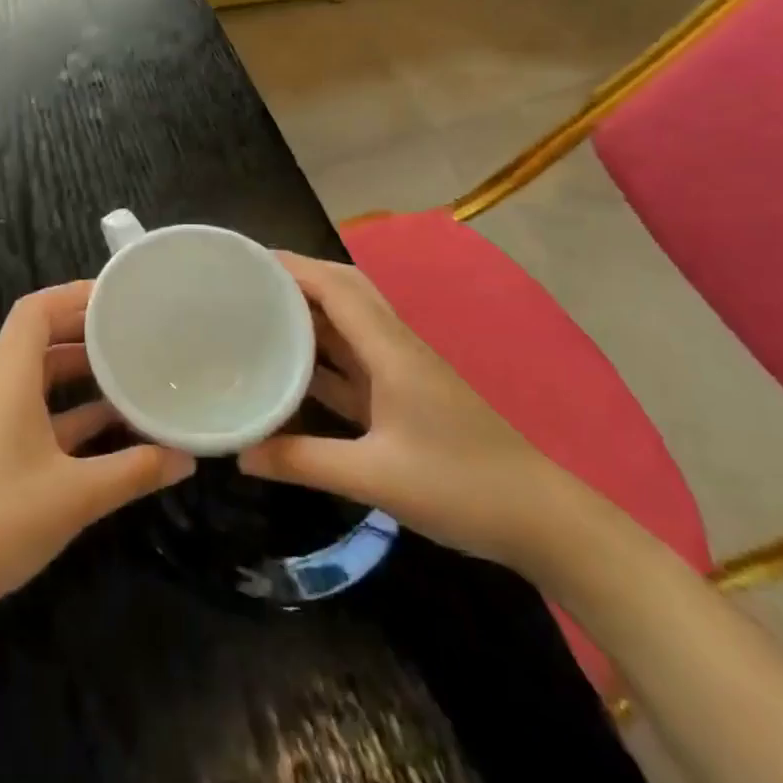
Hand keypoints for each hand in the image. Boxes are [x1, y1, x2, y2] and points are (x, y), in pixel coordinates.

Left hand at [0, 280, 194, 620]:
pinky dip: (69, 410)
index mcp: (7, 380)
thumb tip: (186, 458)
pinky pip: (35, 410)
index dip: (73, 295)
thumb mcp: (77, 495)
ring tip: (129, 371)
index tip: (117, 297)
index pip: (34, 311)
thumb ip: (135, 471)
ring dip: (79, 372)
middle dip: (84, 331)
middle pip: (38, 339)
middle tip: (133, 330)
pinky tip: (109, 427)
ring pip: (38, 377)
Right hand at [237, 252, 577, 571]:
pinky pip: (353, 360)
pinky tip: (291, 366)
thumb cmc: (461, 487)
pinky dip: (322, 353)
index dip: (292, 268)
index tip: (246, 262)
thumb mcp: (373, 477)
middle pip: (344, 292)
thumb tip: (240, 454)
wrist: (542, 520)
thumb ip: (303, 461)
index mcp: (390, 350)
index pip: (336, 288)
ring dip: (309, 312)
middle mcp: (395, 348)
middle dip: (297, 279)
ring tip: (258, 312)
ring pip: (348, 324)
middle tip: (247, 283)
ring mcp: (402, 372)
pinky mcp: (404, 396)